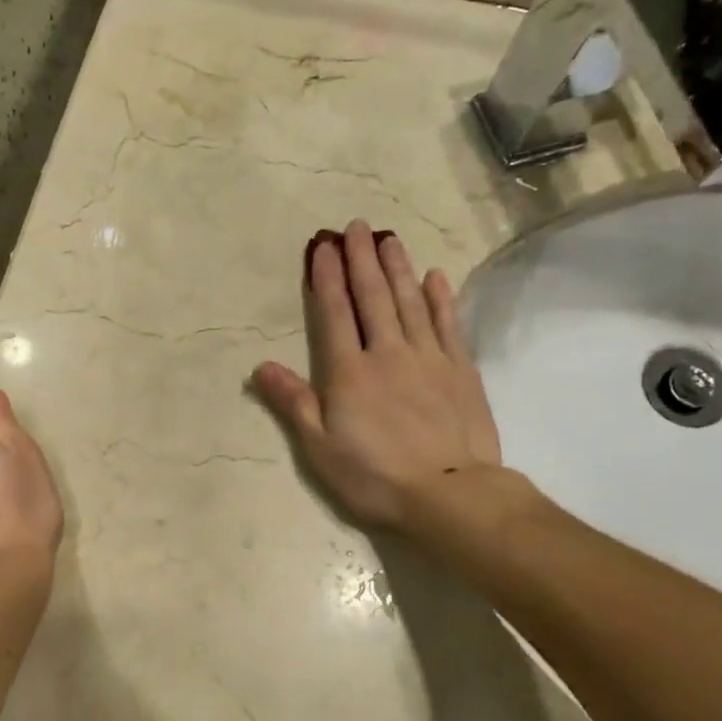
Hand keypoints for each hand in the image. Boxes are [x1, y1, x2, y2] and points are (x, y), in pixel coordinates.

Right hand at [252, 220, 503, 530]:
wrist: (449, 493)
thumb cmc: (374, 476)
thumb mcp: (319, 447)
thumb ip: (292, 402)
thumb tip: (260, 366)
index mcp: (349, 372)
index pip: (335, 314)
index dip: (327, 279)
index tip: (323, 247)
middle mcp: (387, 353)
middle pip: (373, 298)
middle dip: (361, 260)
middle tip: (356, 227)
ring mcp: (428, 358)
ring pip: (410, 302)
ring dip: (397, 268)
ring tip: (388, 239)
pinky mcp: (461, 370)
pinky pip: (448, 324)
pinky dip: (440, 298)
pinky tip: (434, 276)